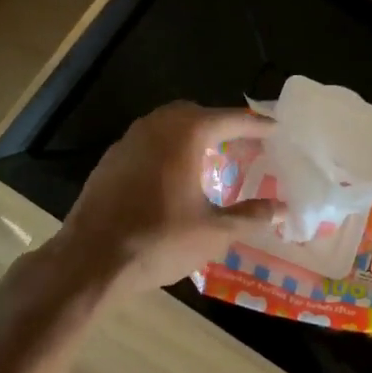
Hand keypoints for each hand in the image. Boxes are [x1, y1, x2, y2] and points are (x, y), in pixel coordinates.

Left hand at [51, 103, 279, 296]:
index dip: (256, 125)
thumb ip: (250, 216)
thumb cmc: (158, 241)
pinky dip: (169, 147)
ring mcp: (129, 140)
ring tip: (212, 156)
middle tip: (243, 142)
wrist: (90, 260)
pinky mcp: (111, 159)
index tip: (276, 129)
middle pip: (197, 113)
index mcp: (186, 134)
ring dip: (193, 133)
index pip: (231, 119)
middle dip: (222, 123)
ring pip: (168, 123)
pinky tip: (174, 175)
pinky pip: (148, 141)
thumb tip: (281, 209)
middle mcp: (157, 126)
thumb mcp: (213, 232)